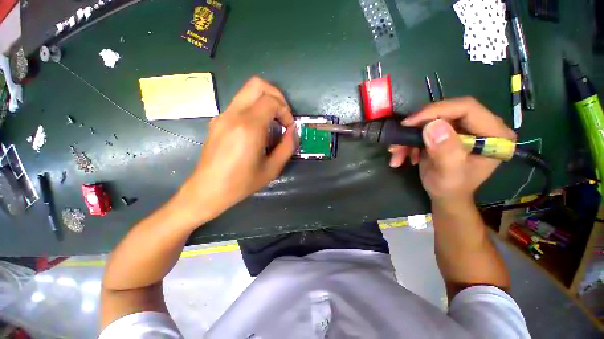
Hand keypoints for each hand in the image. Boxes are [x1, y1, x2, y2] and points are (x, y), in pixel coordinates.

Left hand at [181, 77, 296, 219]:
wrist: (208, 190)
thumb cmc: (241, 183)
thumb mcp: (272, 169)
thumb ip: (287, 147)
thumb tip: (293, 131)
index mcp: (249, 127)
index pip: (272, 101)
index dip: (286, 111)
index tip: (289, 127)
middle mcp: (234, 115)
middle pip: (257, 84)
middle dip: (276, 96)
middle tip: (283, 115)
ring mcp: (223, 115)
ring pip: (247, 91)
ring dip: (265, 101)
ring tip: (272, 123)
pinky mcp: (217, 120)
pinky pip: (240, 104)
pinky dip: (254, 109)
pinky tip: (257, 129)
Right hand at [389, 97, 515, 204]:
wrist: (445, 195)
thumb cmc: (451, 188)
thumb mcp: (449, 173)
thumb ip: (446, 151)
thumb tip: (433, 125)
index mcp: (494, 135)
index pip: (467, 108)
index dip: (436, 111)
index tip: (409, 123)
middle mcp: (482, 126)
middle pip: (447, 111)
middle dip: (418, 125)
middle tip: (399, 136)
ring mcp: (464, 128)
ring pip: (432, 120)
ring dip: (409, 136)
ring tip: (396, 151)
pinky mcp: (448, 132)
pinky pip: (425, 128)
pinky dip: (409, 140)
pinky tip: (401, 154)